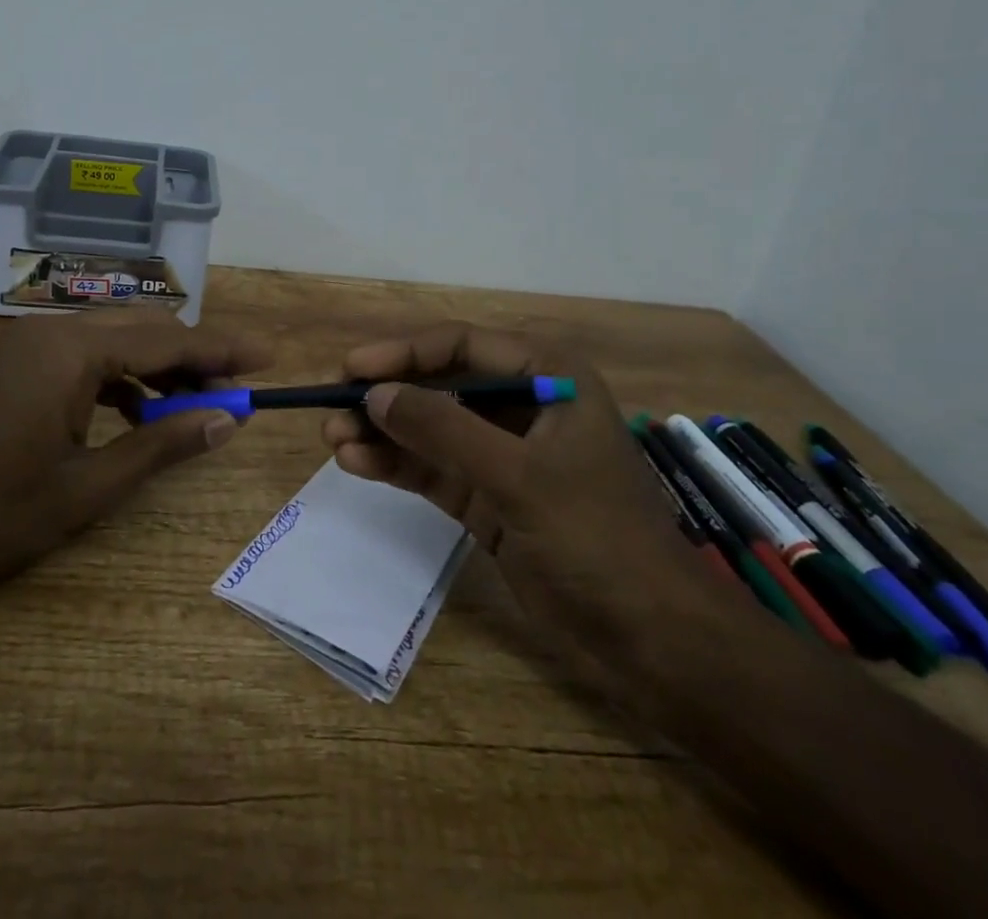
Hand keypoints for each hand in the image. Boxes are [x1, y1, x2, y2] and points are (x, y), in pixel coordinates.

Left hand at [0, 313, 271, 602]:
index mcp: (71, 351)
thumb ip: (161, 446)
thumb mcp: (88, 488)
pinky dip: (121, 378)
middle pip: (144, 329)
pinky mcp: (17, 361)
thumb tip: (226, 420)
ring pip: (116, 340)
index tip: (268, 358)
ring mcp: (30, 342)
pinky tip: (137, 414)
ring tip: (194, 408)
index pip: (168, 339)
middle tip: (236, 391)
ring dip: (159, 367)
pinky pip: (86, 355)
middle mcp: (52, 330)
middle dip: (195, 358)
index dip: (223, 350)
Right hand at [321, 323, 711, 661]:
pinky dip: (398, 466)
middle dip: (388, 397)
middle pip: (441, 385)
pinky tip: (357, 465)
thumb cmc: (596, 538)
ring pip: (432, 429)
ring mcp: (505, 454)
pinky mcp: (490, 497)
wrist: (653, 642)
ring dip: (384, 433)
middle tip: (334, 409)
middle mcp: (524, 406)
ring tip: (334, 440)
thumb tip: (374, 394)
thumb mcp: (518, 476)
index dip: (403, 353)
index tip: (352, 369)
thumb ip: (443, 429)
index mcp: (548, 377)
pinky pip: (434, 469)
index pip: (462, 345)